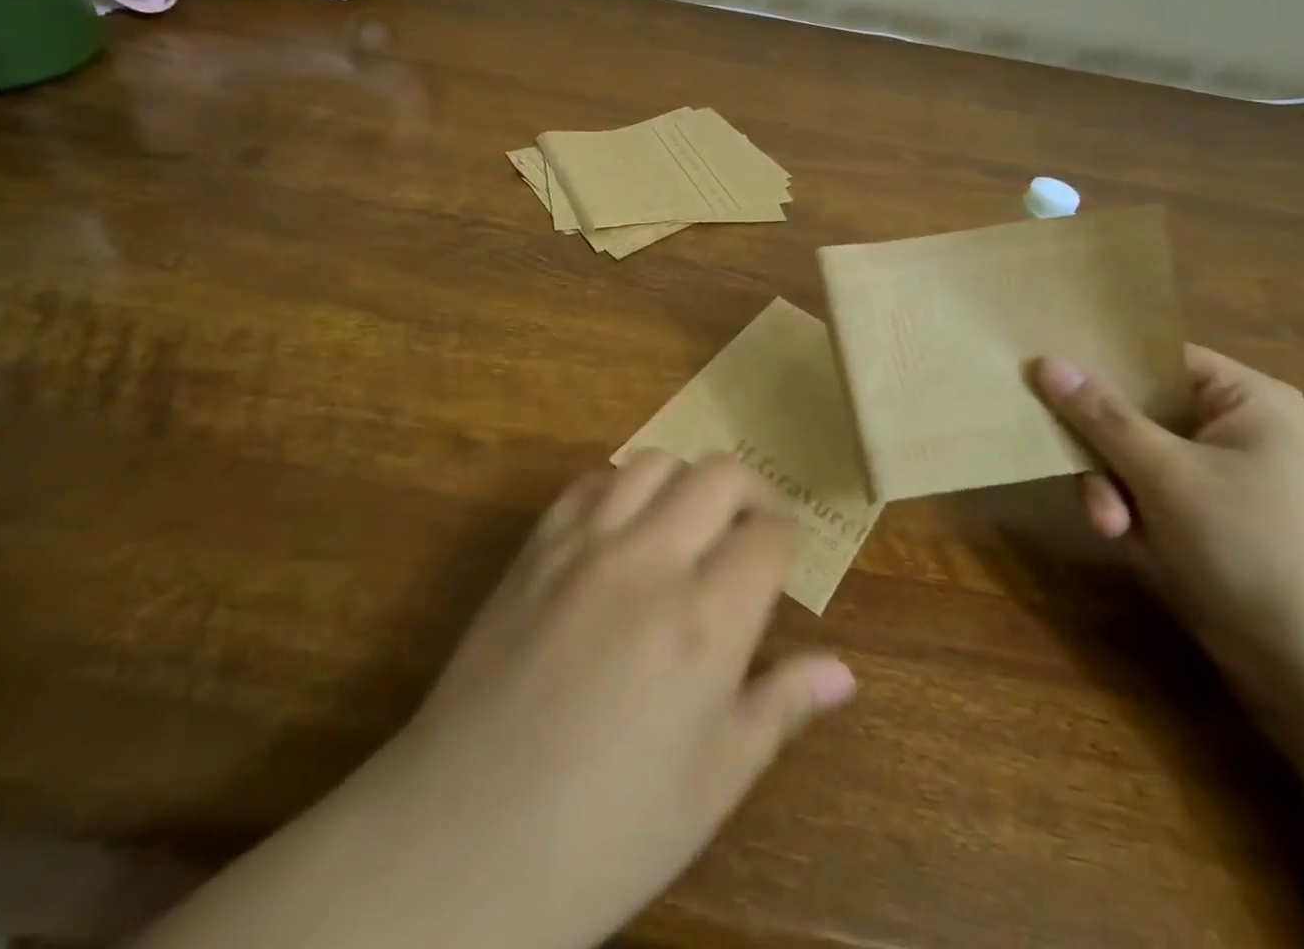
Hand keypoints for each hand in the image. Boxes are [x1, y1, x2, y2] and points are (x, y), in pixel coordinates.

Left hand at [350, 451, 855, 948]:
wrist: (459, 840)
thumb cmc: (604, 832)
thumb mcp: (711, 785)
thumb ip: (781, 709)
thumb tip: (844, 673)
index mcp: (706, 620)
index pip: (769, 535)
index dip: (787, 540)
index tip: (784, 560)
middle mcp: (650, 559)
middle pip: (720, 474)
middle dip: (750, 492)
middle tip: (749, 530)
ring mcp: (586, 544)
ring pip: (655, 462)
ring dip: (685, 481)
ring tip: (688, 523)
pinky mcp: (536, 546)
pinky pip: (590, 482)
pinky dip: (621, 487)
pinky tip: (622, 527)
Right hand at [1032, 346, 1303, 734]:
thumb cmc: (1260, 549)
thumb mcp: (1169, 475)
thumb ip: (1101, 415)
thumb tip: (1045, 359)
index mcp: (1243, 400)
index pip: (1153, 356)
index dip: (1098, 363)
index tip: (1041, 376)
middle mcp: (1232, 432)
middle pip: (1134, 411)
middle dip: (1103, 449)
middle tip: (1081, 475)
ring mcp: (1219, 482)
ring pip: (1130, 460)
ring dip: (1111, 491)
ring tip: (1114, 530)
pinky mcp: (1206, 526)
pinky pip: (1145, 500)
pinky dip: (1130, 519)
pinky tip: (1132, 548)